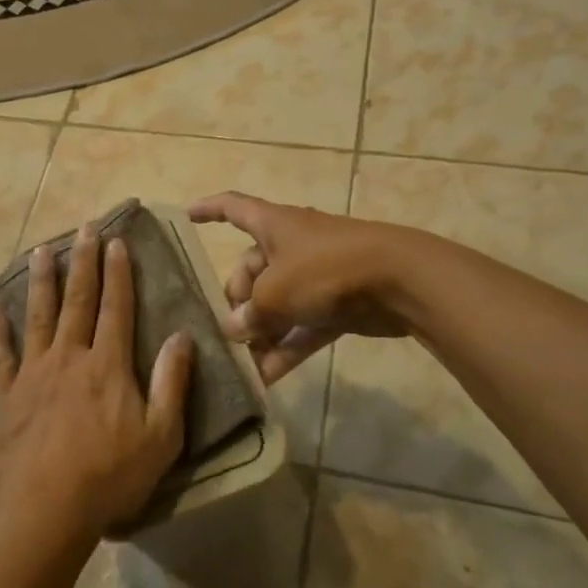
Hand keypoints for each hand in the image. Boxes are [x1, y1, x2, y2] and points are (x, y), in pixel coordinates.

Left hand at [0, 225, 193, 541]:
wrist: (44, 512)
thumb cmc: (109, 477)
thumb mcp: (161, 437)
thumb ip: (171, 383)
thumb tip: (182, 336)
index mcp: (107, 365)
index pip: (116, 307)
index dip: (117, 272)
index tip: (116, 241)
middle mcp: (69, 357)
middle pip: (77, 300)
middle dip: (82, 262)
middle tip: (83, 228)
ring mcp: (33, 373)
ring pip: (38, 316)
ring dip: (41, 281)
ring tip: (41, 249)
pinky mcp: (6, 395)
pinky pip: (0, 355)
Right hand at [188, 192, 415, 382]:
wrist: (399, 281)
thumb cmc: (326, 269)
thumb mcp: (276, 291)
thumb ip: (250, 313)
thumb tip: (235, 330)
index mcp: (273, 225)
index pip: (233, 207)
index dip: (209, 208)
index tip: (187, 215)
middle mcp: (291, 246)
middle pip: (252, 270)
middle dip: (237, 301)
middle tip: (229, 332)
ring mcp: (315, 277)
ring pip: (277, 304)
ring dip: (261, 334)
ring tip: (241, 365)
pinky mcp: (336, 306)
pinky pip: (301, 328)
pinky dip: (285, 349)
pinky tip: (266, 380)